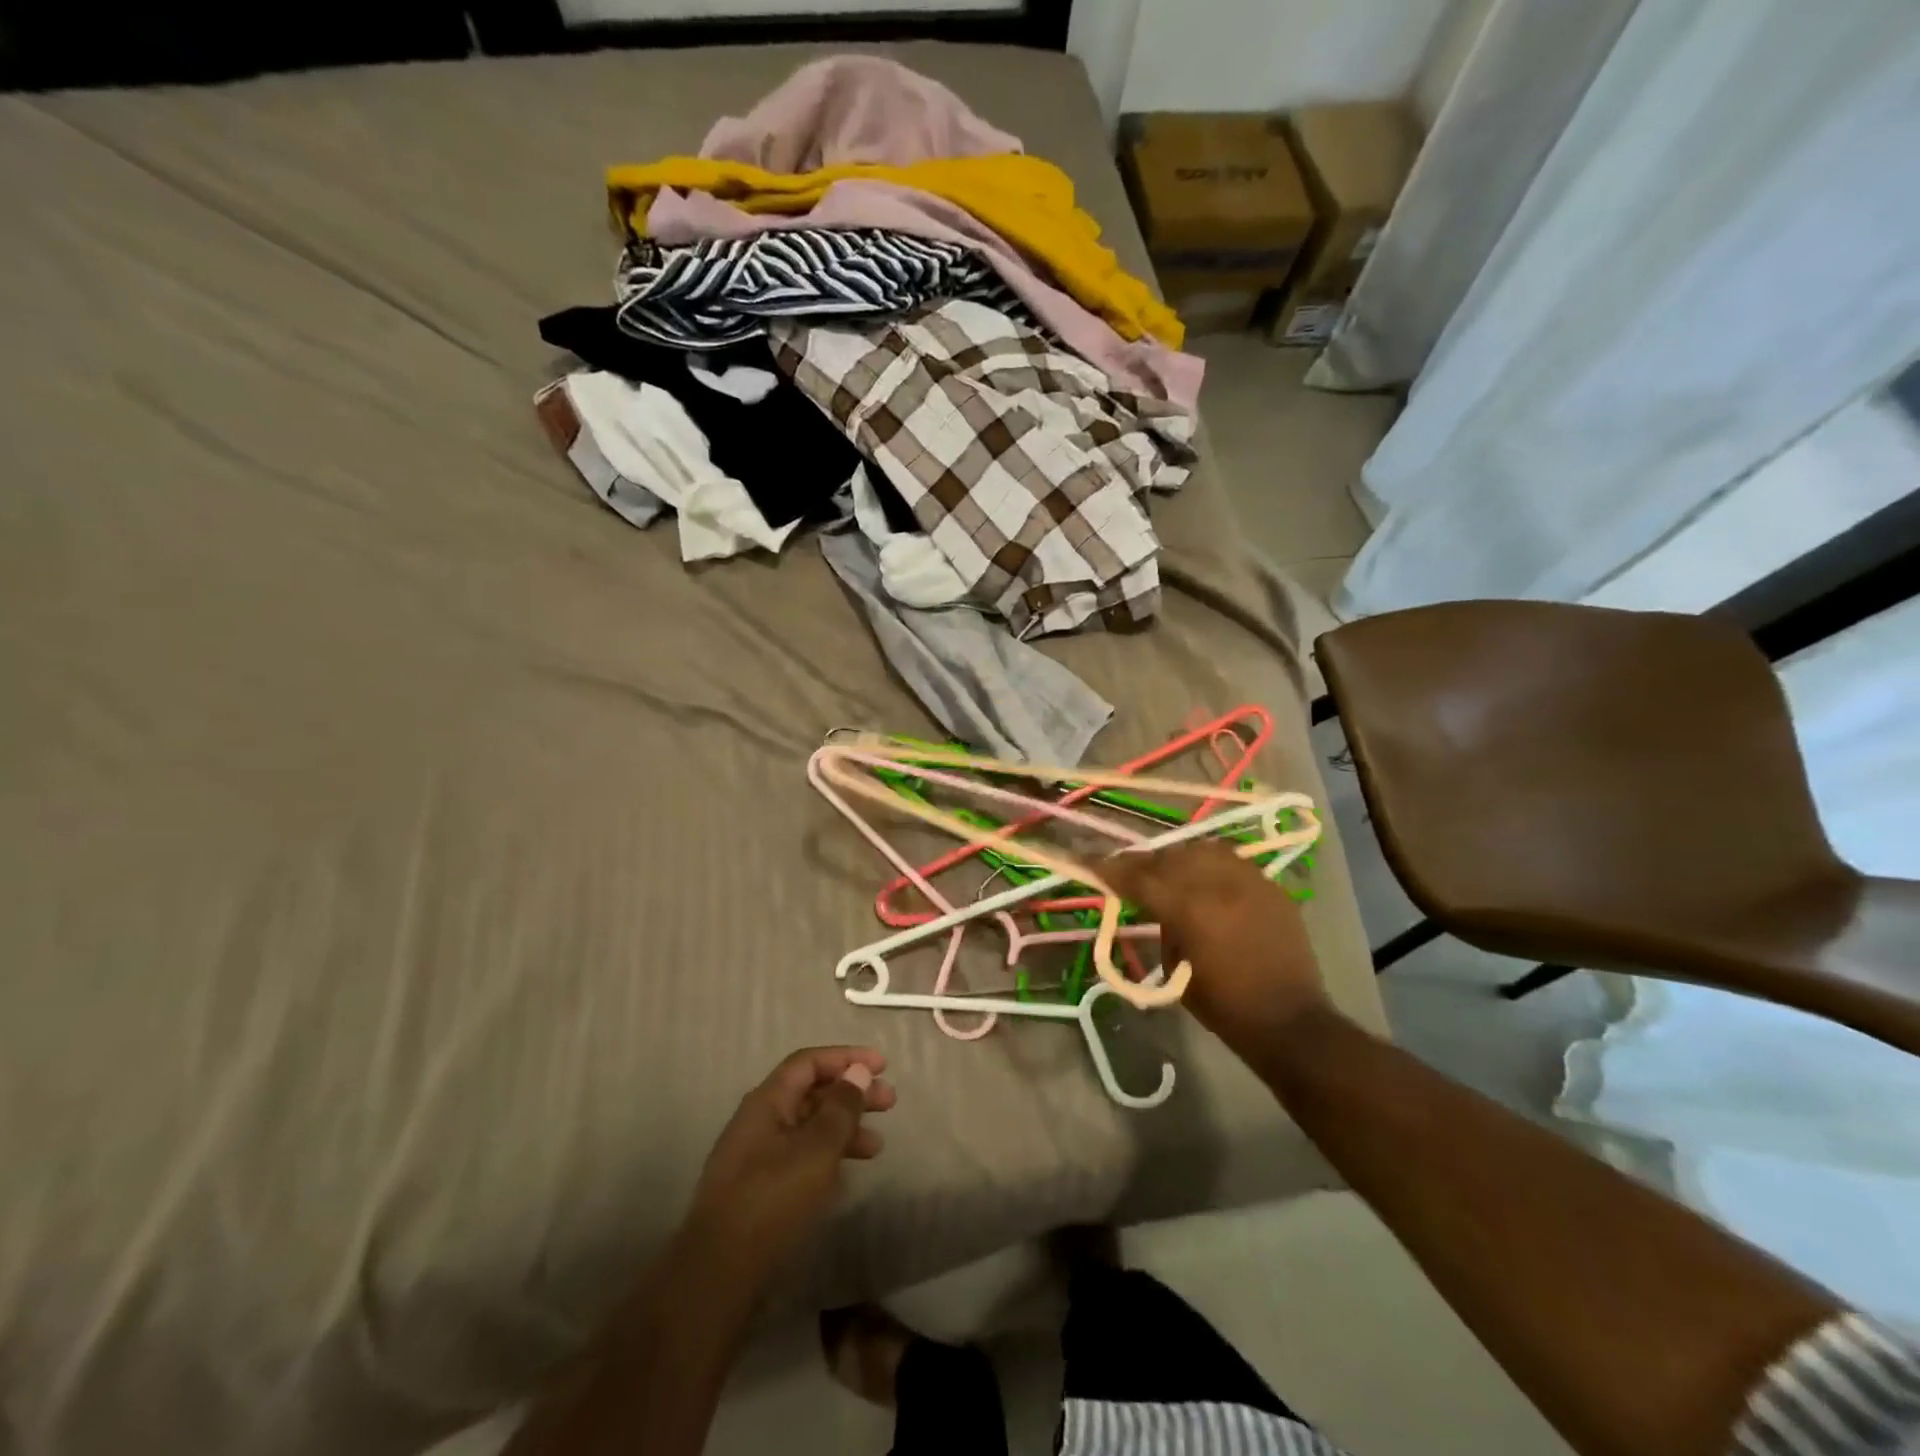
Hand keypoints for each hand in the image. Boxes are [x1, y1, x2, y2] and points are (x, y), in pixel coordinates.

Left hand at [685, 1047, 895, 1284]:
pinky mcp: (759, 1191)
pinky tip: (846, 1174)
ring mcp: (756, 1157)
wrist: (719, 1275)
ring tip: (876, 1147)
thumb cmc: (772, 1199)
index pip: (808, 1062)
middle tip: (889, 1102)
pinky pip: (800, 1157)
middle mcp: (759, 1121)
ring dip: (844, 1128)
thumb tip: (856, 1071)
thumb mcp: (817, 1148)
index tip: (881, 1066)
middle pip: (811, 1093)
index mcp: (766, 1101)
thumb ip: (841, 1107)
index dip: (846, 1058)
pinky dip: (828, 1156)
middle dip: (851, 1093)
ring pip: (808, 1127)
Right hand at [1101, 840, 1329, 1055]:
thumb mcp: (1175, 969)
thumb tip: (1155, 905)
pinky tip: (1204, 878)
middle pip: (1169, 857)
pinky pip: (1232, 861)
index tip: (1093, 866)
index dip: (1112, 871)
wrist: (1290, 1020)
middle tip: (1129, 873)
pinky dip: (1210, 864)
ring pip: (1202, 850)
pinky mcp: (1270, 886)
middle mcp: (1218, 884)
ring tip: (1168, 871)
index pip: (1140, 878)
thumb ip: (1163, 927)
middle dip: (1144, 863)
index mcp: (1189, 908)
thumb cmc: (1225, 1005)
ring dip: (1178, 858)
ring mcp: (1249, 880)